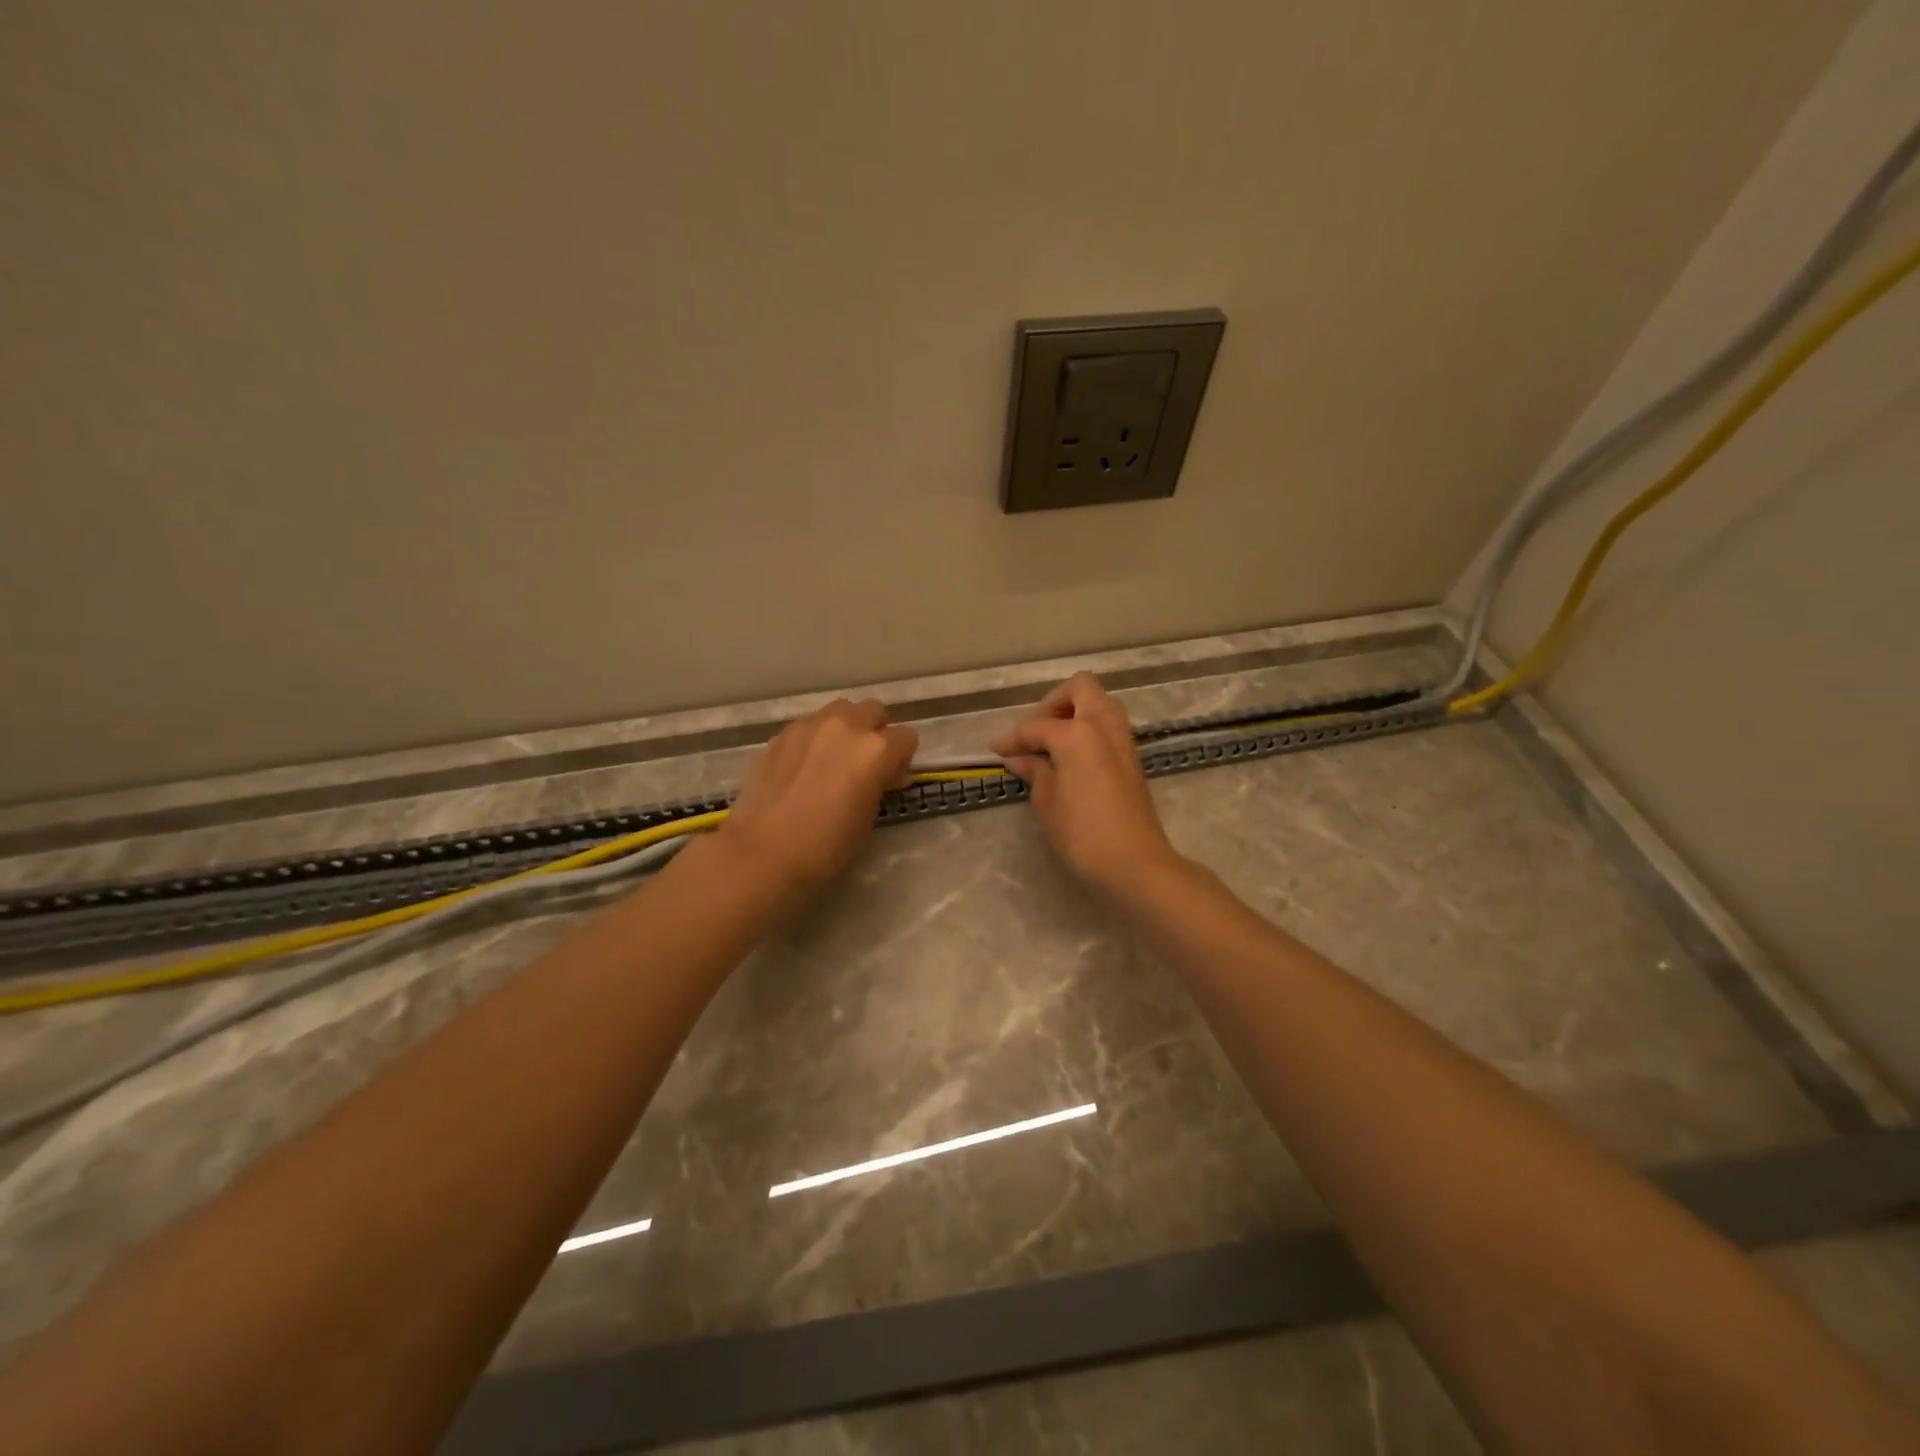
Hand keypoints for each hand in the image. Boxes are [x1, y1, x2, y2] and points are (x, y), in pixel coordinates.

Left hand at [717, 699, 918, 903]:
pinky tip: (804, 767)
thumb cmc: (825, 847)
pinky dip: (816, 738)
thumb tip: (883, 774)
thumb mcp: (868, 818)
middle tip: (864, 765)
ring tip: (833, 760)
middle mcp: (846, 726)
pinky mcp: (782, 734)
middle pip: (874, 711)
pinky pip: (810, 725)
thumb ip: (880, 784)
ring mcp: (810, 725)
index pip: (906, 738)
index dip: (901, 760)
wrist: (761, 854)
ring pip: (841, 711)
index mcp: (876, 750)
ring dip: (846, 728)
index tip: (890, 780)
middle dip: (876, 732)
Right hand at [991, 673, 1180, 897]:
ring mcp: (1122, 740)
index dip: (1013, 738)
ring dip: (1074, 713)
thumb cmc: (1083, 833)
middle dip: (1053, 703)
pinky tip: (1069, 758)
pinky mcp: (1132, 757)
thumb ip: (1034, 771)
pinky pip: (1107, 726)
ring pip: (1099, 704)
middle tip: (1035, 732)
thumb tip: (1020, 759)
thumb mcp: (1047, 802)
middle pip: (1080, 688)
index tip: (997, 751)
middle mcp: (1103, 725)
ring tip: (1051, 744)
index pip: (1036, 725)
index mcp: (1077, 733)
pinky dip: (1087, 730)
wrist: (1135, 863)